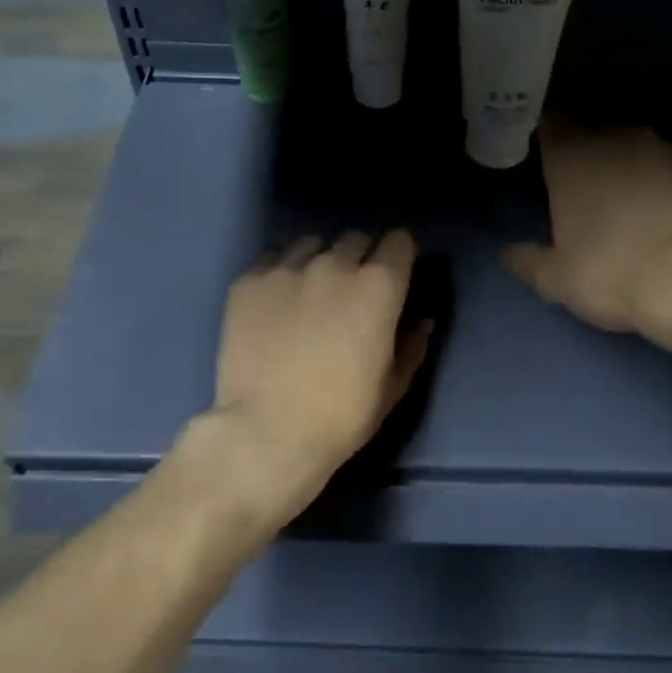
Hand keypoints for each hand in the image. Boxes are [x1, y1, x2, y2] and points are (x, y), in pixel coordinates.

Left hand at [197, 230, 431, 527]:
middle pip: (355, 239)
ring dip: (318, 261)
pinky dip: (280, 274)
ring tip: (309, 292)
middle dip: (360, 257)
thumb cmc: (341, 416)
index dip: (400, 255)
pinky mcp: (248, 281)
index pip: (399, 241)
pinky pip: (272, 260)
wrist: (266, 433)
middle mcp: (334, 264)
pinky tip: (275, 304)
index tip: (396, 273)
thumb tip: (423, 320)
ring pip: (311, 244)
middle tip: (352, 290)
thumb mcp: (392, 388)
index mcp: (379, 286)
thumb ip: (413, 346)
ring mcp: (287, 269)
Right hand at [503, 122, 671, 337]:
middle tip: (574, 185)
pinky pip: (667, 167)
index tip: (537, 156)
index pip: (549, 123)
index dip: (542, 137)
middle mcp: (616, 138)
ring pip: (632, 147)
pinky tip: (659, 213)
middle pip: (591, 131)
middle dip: (582, 152)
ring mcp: (664, 149)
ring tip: (619, 200)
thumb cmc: (612, 272)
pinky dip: (658, 182)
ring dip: (623, 165)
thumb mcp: (556, 279)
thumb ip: (527, 260)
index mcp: (572, 155)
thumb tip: (508, 253)